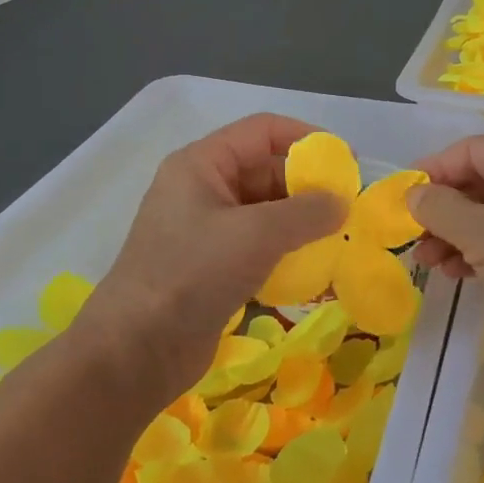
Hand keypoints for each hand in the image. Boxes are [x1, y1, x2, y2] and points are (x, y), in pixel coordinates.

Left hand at [83, 114, 345, 403]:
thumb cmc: (192, 274)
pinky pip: (258, 244)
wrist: (135, 351)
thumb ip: (306, 212)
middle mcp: (203, 189)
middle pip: (266, 170)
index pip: (263, 131)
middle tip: (348, 208)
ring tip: (338, 237)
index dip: (306, 139)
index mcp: (202, 164)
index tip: (345, 163)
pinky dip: (286, 250)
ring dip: (301, 221)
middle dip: (308, 186)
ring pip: (265, 210)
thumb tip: (342, 204)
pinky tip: (313, 267)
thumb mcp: (256, 234)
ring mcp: (205, 229)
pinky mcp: (211, 266)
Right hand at [408, 135, 483, 389]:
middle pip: (482, 180)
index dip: (435, 169)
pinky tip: (452, 271)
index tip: (400, 195)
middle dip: (444, 208)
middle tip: (411, 233)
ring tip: (426, 261)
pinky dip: (476, 249)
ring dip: (454, 233)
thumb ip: (441, 208)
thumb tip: (412, 193)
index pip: (476, 150)